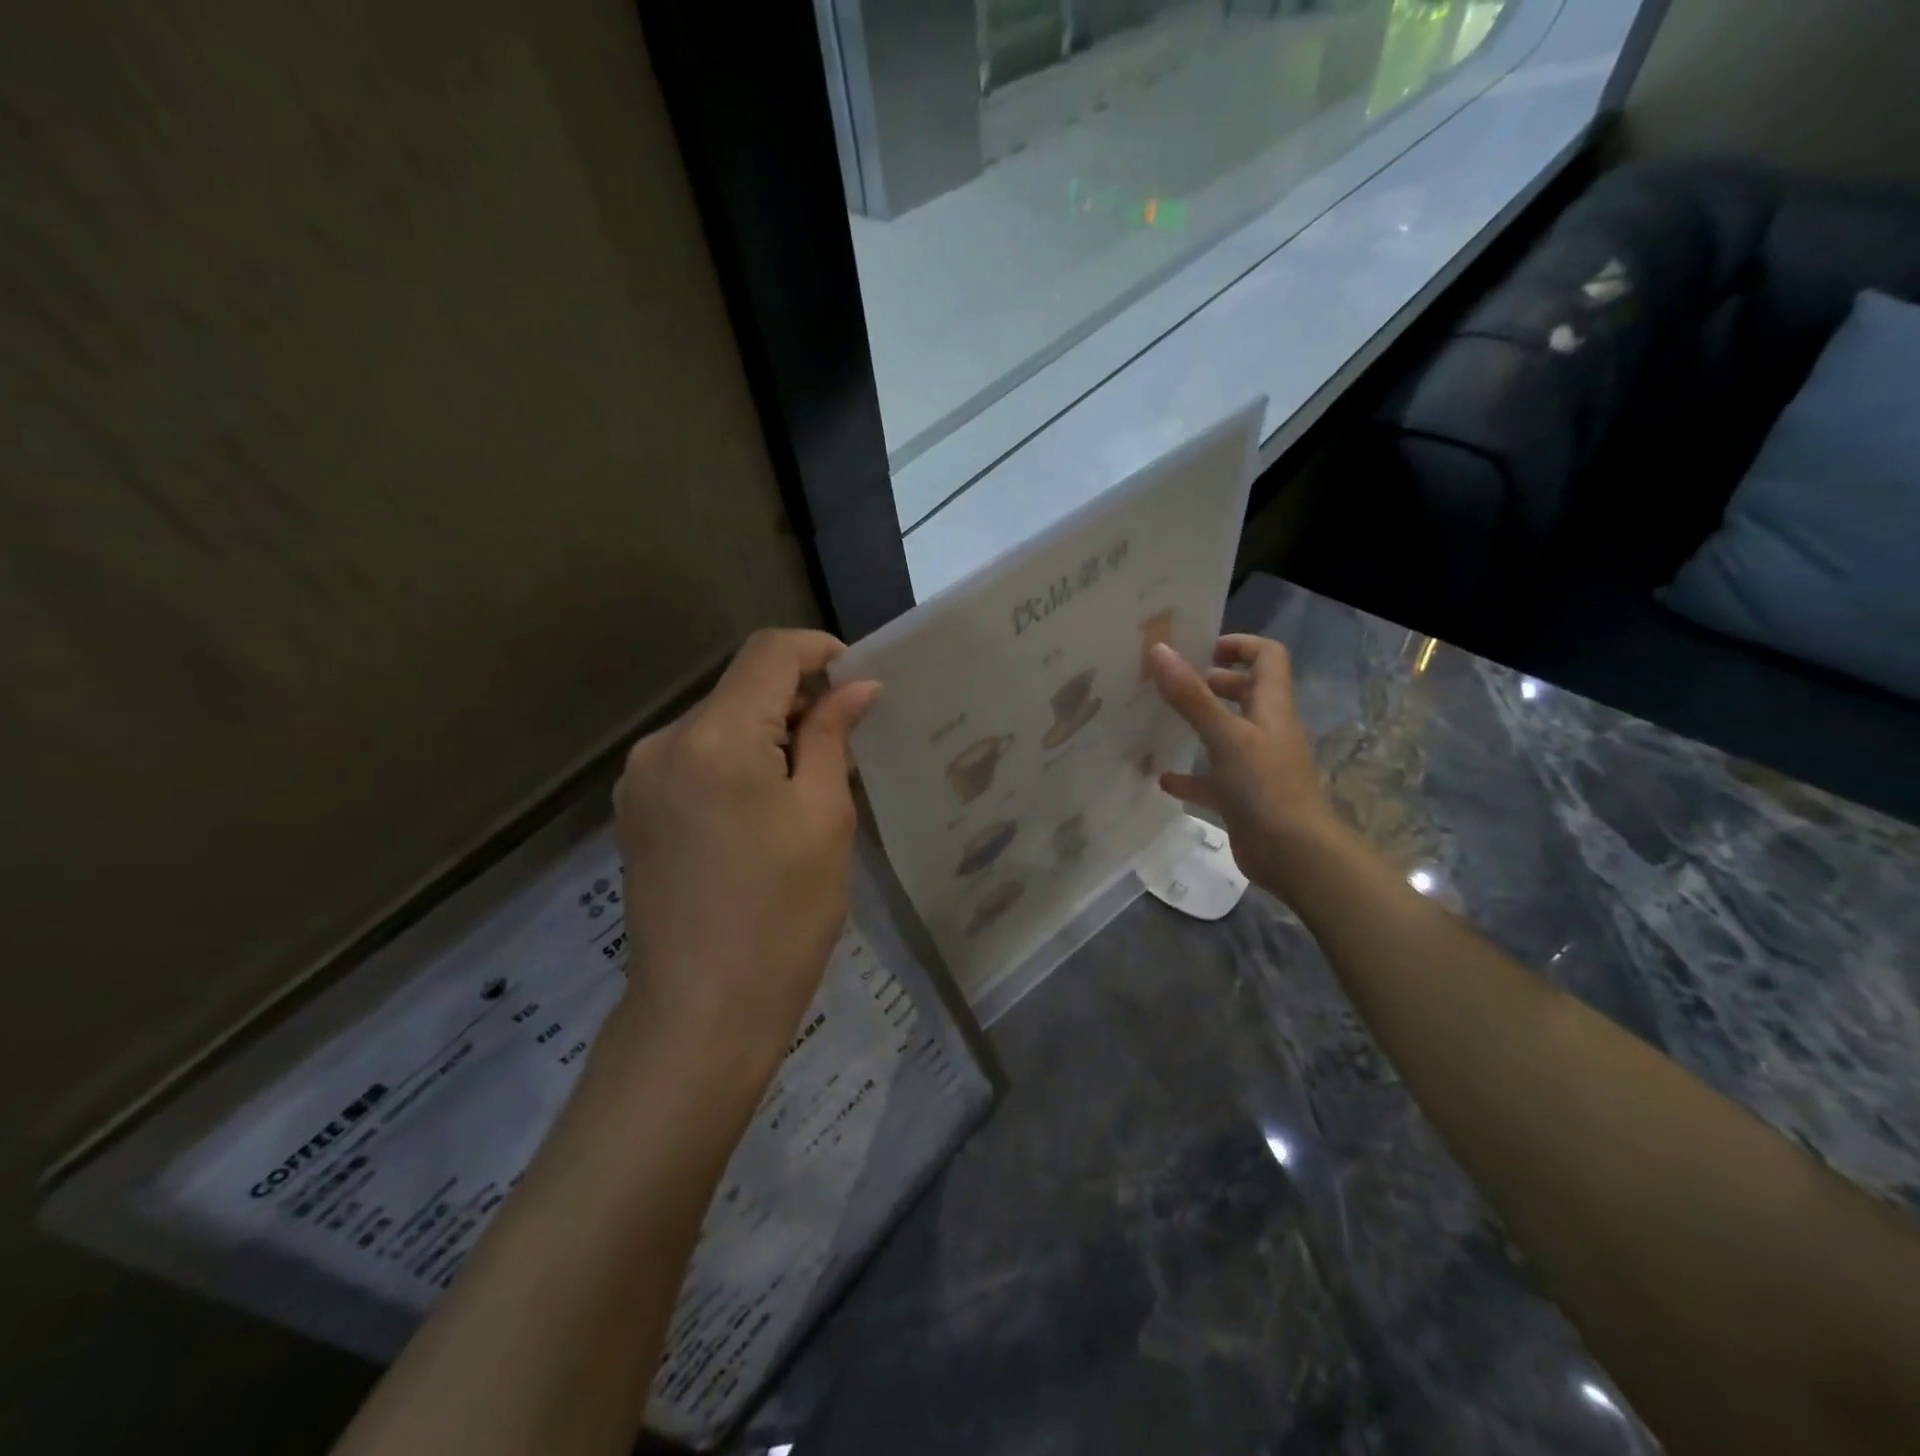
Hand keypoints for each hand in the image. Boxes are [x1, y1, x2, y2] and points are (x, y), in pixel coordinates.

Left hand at [599, 629, 879, 1107]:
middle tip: (846, 742)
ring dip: (767, 732)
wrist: (702, 1014)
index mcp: (714, 738)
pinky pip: (695, 759)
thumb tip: (858, 687)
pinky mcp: (636, 811)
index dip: (819, 651)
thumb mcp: (824, 817)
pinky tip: (763, 807)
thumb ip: (832, 737)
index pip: (768, 654)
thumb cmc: (782, 915)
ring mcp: (640, 779)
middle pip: (740, 687)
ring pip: (717, 723)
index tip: (857, 678)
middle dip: (797, 698)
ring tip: (808, 783)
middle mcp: (663, 743)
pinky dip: (736, 761)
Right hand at [1147, 636, 1342, 898]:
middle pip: (1244, 692)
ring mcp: (1256, 765)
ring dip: (1197, 727)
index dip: (1238, 645)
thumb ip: (1191, 696)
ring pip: (1226, 735)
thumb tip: (1159, 650)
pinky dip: (1190, 776)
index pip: (1267, 656)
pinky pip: (1213, 779)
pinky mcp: (1243, 797)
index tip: (1199, 650)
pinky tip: (1162, 779)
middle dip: (1210, 683)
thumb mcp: (1226, 736)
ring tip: (1159, 722)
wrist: (1294, 855)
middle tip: (1171, 685)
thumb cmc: (1265, 787)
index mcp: (1271, 707)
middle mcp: (1266, 730)